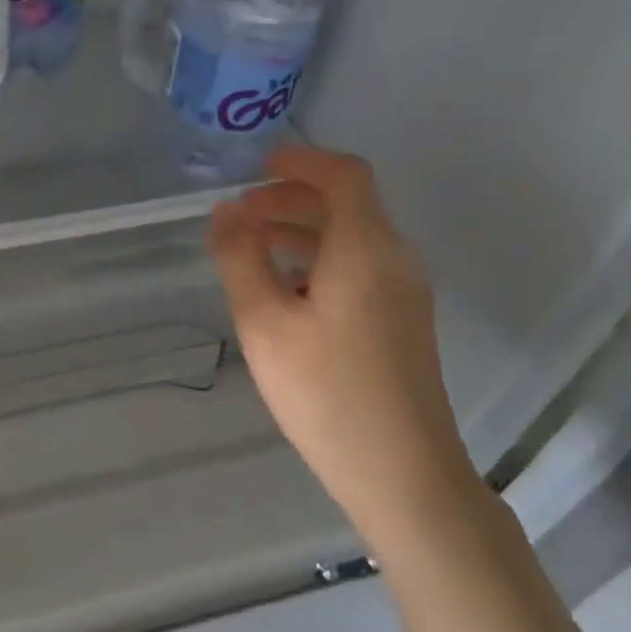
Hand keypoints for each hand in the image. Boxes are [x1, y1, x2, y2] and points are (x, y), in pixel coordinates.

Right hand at [208, 147, 479, 542]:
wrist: (402, 471)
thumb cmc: (325, 392)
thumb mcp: (264, 323)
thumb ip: (240, 259)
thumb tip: (226, 213)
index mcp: (366, 247)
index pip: (344, 174)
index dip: (300, 161)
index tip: (256, 167)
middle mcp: (395, 258)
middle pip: (349, 204)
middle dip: (292, 198)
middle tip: (240, 215)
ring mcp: (404, 292)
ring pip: (353, 238)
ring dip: (302, 231)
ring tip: (251, 250)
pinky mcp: (402, 322)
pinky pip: (360, 268)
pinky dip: (319, 260)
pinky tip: (285, 292)